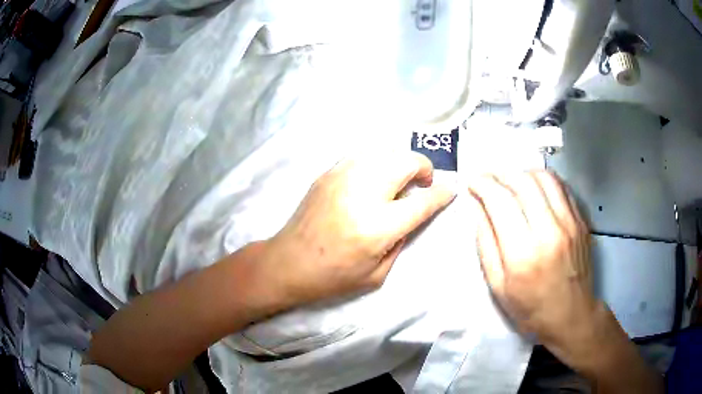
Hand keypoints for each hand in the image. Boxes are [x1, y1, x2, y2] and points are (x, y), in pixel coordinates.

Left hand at [263, 152, 454, 306]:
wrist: (287, 263)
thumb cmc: (332, 277)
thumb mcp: (377, 274)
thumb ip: (401, 240)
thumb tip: (411, 213)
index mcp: (377, 227)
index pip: (421, 201)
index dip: (441, 193)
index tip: (450, 190)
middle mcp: (362, 194)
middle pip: (405, 162)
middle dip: (423, 168)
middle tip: (423, 182)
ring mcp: (341, 178)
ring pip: (384, 151)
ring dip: (400, 161)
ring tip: (400, 178)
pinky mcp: (328, 173)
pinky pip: (362, 155)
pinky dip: (378, 160)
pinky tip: (375, 176)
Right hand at [468, 171, 595, 354]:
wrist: (571, 315)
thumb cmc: (530, 308)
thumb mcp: (498, 285)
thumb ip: (485, 243)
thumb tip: (476, 206)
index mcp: (523, 253)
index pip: (501, 200)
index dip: (482, 184)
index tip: (472, 182)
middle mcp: (549, 230)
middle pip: (523, 181)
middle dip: (500, 175)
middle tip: (490, 181)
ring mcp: (570, 223)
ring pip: (544, 177)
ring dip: (523, 174)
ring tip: (512, 184)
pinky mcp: (581, 221)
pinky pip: (561, 187)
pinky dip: (543, 182)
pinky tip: (535, 191)